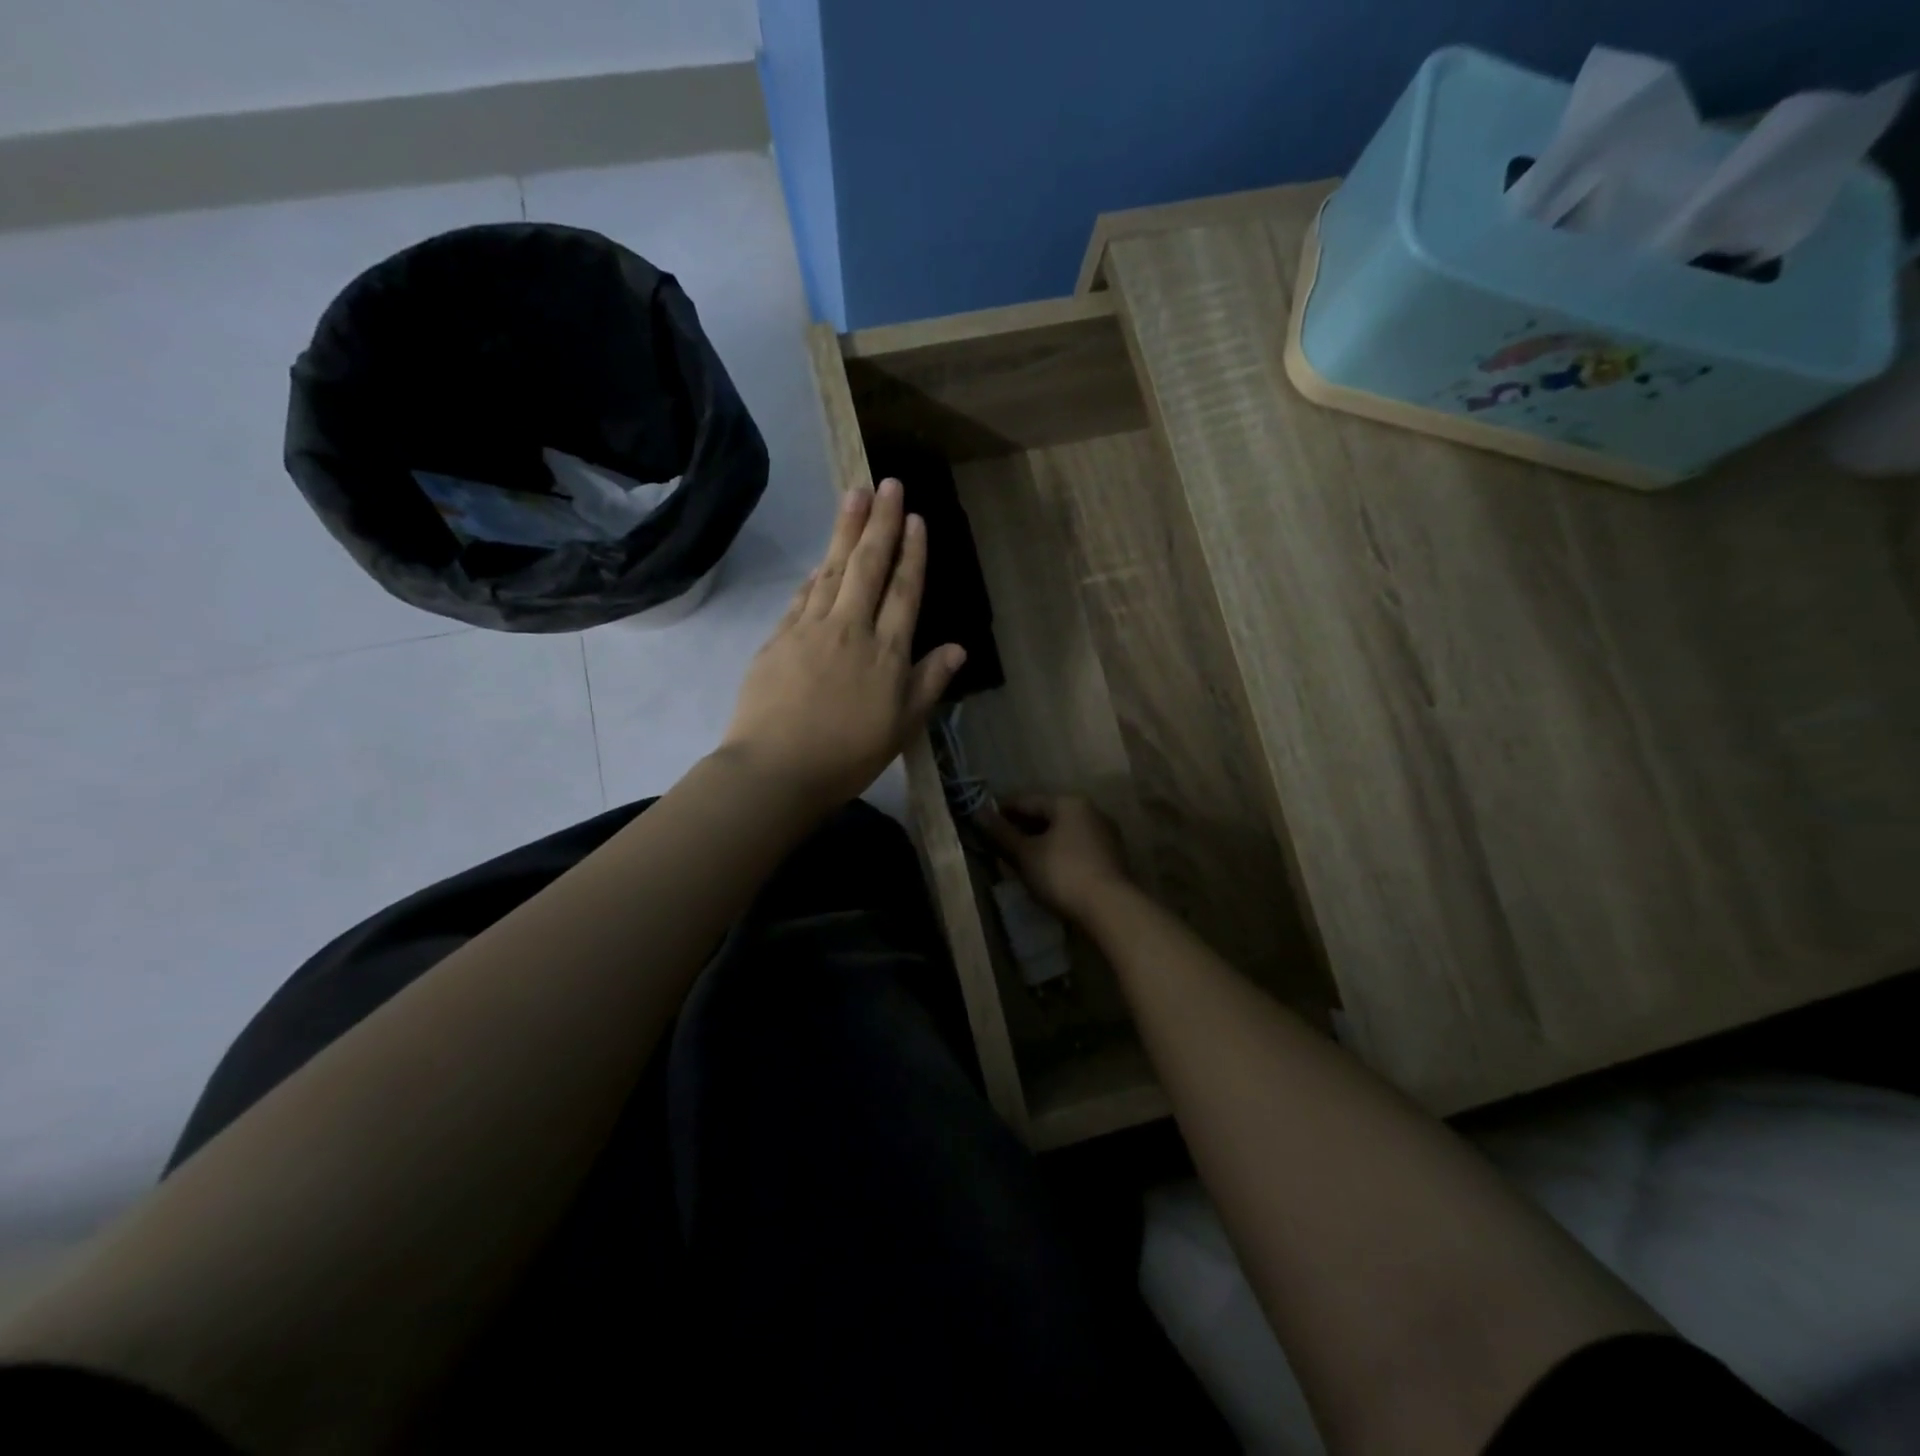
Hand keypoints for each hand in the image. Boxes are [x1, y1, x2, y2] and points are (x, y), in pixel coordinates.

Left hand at [721, 477, 965, 812]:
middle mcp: (850, 628)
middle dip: (880, 522)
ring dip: (845, 531)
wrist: (776, 769)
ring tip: (854, 496)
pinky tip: (821, 557)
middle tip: (887, 483)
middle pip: (868, 566)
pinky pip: (802, 595)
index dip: (912, 552)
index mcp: (886, 651)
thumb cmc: (848, 756)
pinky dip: (816, 572)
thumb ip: (929, 683)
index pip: (904, 590)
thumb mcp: (902, 727)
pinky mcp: (778, 638)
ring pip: (832, 570)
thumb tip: (959, 648)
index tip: (915, 518)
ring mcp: (810, 629)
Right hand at [980, 794, 1133, 923]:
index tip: (983, 825)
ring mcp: (1104, 835)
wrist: (1110, 909)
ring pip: (1062, 833)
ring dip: (1040, 843)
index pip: (1026, 801)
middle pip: (1047, 815)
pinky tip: (1045, 871)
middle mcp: (1090, 812)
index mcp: (1068, 803)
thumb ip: (1001, 833)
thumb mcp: (1025, 854)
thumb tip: (977, 813)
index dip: (1002, 812)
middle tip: (998, 845)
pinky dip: (1057, 855)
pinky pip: (1075, 849)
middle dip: (1022, 829)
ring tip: (1018, 861)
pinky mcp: (1111, 859)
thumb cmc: (1062, 873)